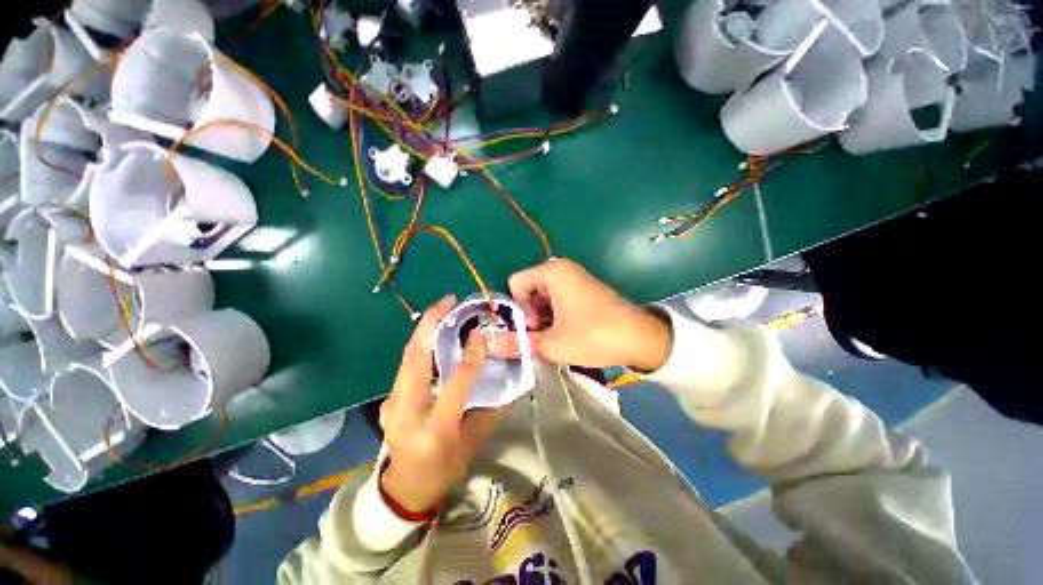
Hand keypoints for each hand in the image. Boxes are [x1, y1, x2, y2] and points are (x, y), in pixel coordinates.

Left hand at [379, 295, 503, 513]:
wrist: (405, 489)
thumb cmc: (445, 469)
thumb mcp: (474, 442)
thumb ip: (493, 408)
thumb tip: (513, 379)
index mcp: (436, 428)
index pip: (456, 382)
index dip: (472, 355)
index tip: (481, 332)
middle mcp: (408, 412)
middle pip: (416, 358)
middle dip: (431, 324)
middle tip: (448, 301)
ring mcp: (392, 404)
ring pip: (407, 357)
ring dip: (424, 330)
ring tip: (442, 309)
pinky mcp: (388, 400)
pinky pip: (405, 365)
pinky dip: (420, 344)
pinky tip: (433, 334)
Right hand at [490, 258, 671, 370]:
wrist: (641, 338)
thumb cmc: (594, 336)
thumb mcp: (553, 344)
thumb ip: (518, 343)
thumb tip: (489, 344)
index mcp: (552, 272)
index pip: (516, 284)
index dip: (520, 308)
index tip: (537, 327)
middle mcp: (561, 269)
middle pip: (528, 290)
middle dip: (531, 315)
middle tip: (546, 336)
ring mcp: (573, 278)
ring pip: (541, 297)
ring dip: (543, 318)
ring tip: (557, 337)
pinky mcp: (582, 289)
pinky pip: (556, 299)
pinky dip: (555, 315)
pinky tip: (567, 331)